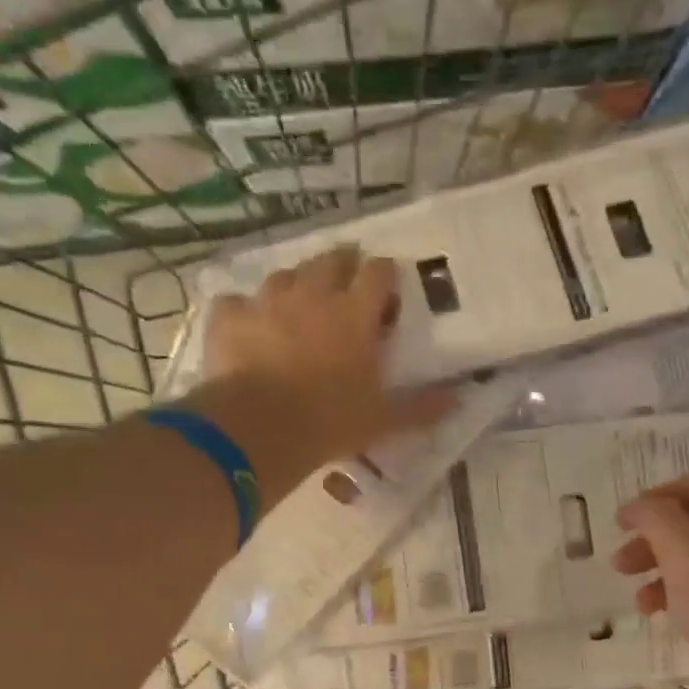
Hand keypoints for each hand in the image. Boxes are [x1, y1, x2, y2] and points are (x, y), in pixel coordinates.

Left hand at [193, 245, 453, 498]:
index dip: (384, 275)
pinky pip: (238, 301)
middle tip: (346, 284)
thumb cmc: (331, 421)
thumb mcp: (383, 420)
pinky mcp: (229, 316)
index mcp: (355, 314)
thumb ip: (421, 407)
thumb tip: (459, 397)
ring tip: (299, 304)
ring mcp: (267, 300)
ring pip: (285, 275)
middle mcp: (313, 295)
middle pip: (331, 260)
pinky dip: (246, 310)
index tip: (387, 288)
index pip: (378, 273)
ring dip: (296, 284)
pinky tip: (249, 326)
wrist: (261, 428)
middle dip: (342, 265)